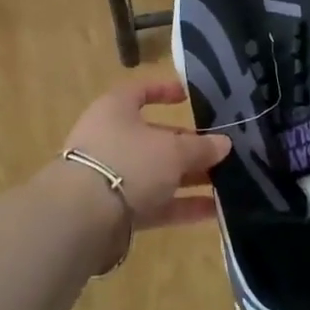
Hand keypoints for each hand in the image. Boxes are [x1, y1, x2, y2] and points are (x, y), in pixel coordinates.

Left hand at [61, 80, 230, 230]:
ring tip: (226, 182)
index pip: (140, 91)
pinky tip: (214, 211)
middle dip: (188, 145)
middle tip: (220, 150)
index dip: (164, 91)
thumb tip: (224, 143)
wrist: (82, 218)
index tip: (189, 97)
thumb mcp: (172, 150)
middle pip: (154, 137)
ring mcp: (111, 177)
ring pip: (157, 173)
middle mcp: (110, 139)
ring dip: (189, 177)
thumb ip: (200, 147)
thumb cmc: (128, 162)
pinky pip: (154, 204)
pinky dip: (181, 206)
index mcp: (116, 110)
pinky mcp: (115, 211)